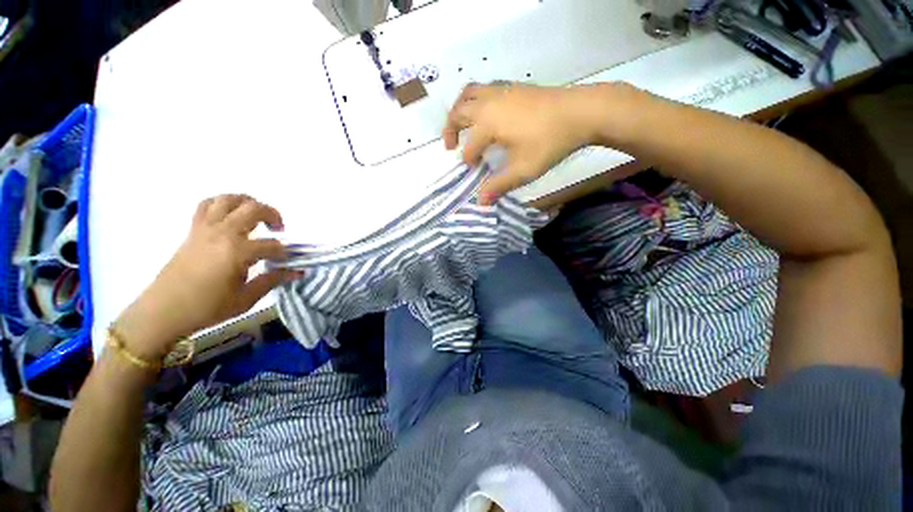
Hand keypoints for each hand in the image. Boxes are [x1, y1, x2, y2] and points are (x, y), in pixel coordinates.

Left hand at [114, 195, 299, 359]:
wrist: (164, 310)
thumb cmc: (207, 308)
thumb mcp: (246, 298)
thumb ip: (273, 280)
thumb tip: (297, 272)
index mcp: (237, 252)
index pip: (272, 245)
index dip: (284, 253)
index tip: (287, 263)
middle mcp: (222, 233)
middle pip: (254, 209)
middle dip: (273, 216)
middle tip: (278, 229)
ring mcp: (205, 228)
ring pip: (229, 199)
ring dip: (248, 203)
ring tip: (256, 216)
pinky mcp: (193, 230)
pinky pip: (207, 205)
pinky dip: (222, 204)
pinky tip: (230, 215)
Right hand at [442, 82, 641, 204]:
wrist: (581, 112)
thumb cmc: (549, 143)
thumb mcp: (523, 170)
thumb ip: (499, 185)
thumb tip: (480, 203)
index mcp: (488, 123)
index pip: (470, 146)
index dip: (469, 160)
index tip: (473, 171)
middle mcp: (489, 103)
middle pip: (459, 112)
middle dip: (450, 130)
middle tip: (449, 146)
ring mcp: (501, 91)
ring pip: (469, 93)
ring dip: (460, 109)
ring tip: (461, 124)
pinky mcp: (513, 87)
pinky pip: (485, 89)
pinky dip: (476, 100)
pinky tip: (486, 113)